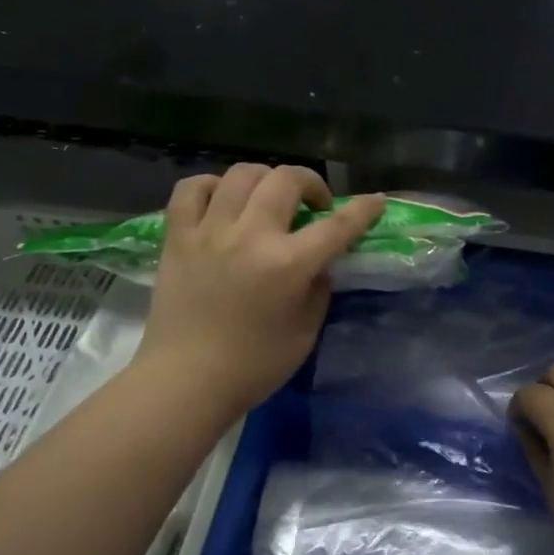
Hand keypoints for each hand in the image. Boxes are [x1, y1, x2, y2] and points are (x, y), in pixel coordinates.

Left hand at [133, 164, 382, 421]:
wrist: (186, 381)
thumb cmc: (253, 366)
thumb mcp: (306, 332)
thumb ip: (318, 288)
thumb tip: (317, 262)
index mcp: (288, 264)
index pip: (338, 225)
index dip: (363, 209)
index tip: (376, 202)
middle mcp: (251, 236)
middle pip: (286, 179)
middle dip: (312, 183)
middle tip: (315, 206)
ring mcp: (209, 231)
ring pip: (241, 174)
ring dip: (266, 179)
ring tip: (269, 200)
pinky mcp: (178, 237)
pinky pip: (192, 188)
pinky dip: (212, 185)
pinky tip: (223, 200)